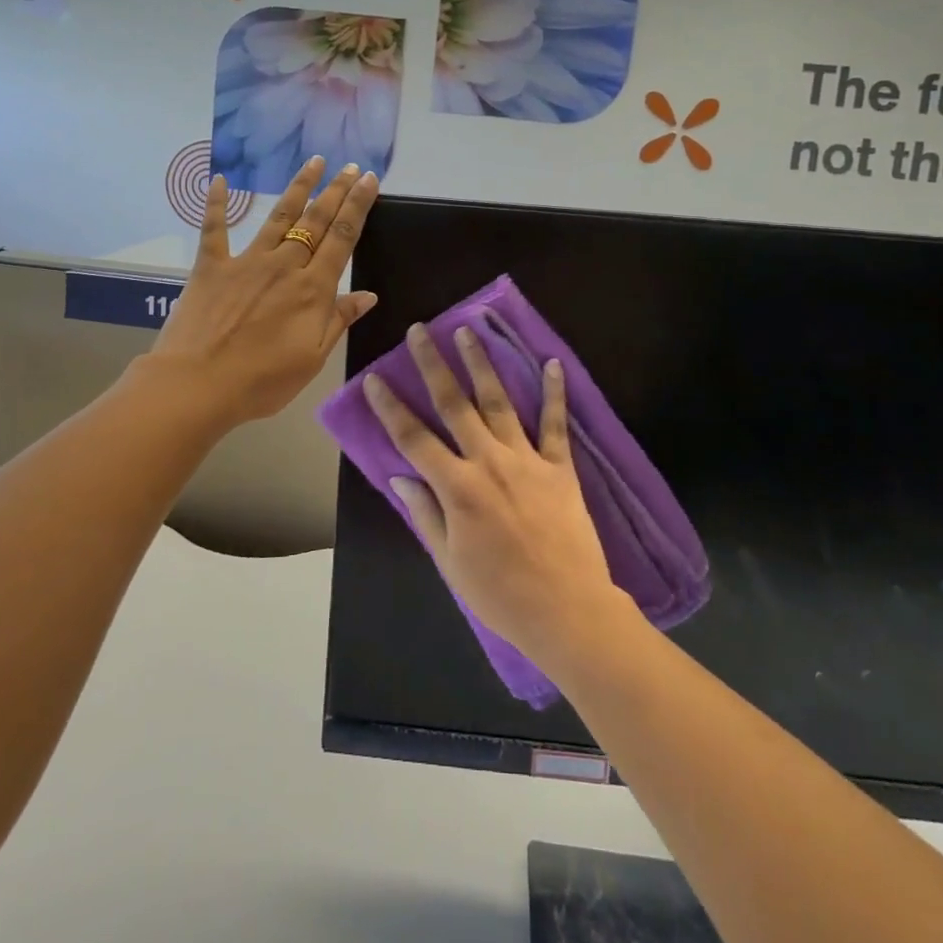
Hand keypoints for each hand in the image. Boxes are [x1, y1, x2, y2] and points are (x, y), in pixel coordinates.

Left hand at [151, 156, 378, 428]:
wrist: (197, 385)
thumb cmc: (262, 380)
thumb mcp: (312, 358)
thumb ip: (339, 320)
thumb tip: (368, 294)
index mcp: (312, 289)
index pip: (343, 238)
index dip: (358, 206)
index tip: (369, 180)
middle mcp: (284, 265)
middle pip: (315, 221)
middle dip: (336, 191)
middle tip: (351, 166)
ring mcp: (246, 262)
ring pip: (278, 217)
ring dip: (298, 188)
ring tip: (313, 162)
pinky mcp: (211, 267)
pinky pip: (214, 229)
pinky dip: (216, 204)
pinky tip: (221, 180)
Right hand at [364, 324, 625, 670]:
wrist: (568, 611)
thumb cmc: (501, 595)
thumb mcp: (449, 563)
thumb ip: (425, 514)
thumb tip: (400, 476)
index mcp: (457, 487)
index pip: (413, 438)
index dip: (390, 407)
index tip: (374, 378)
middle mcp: (488, 461)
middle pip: (454, 404)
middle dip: (433, 364)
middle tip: (420, 331)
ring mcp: (527, 459)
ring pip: (499, 401)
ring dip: (481, 363)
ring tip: (468, 330)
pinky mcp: (560, 467)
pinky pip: (556, 423)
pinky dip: (554, 392)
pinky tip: (552, 362)